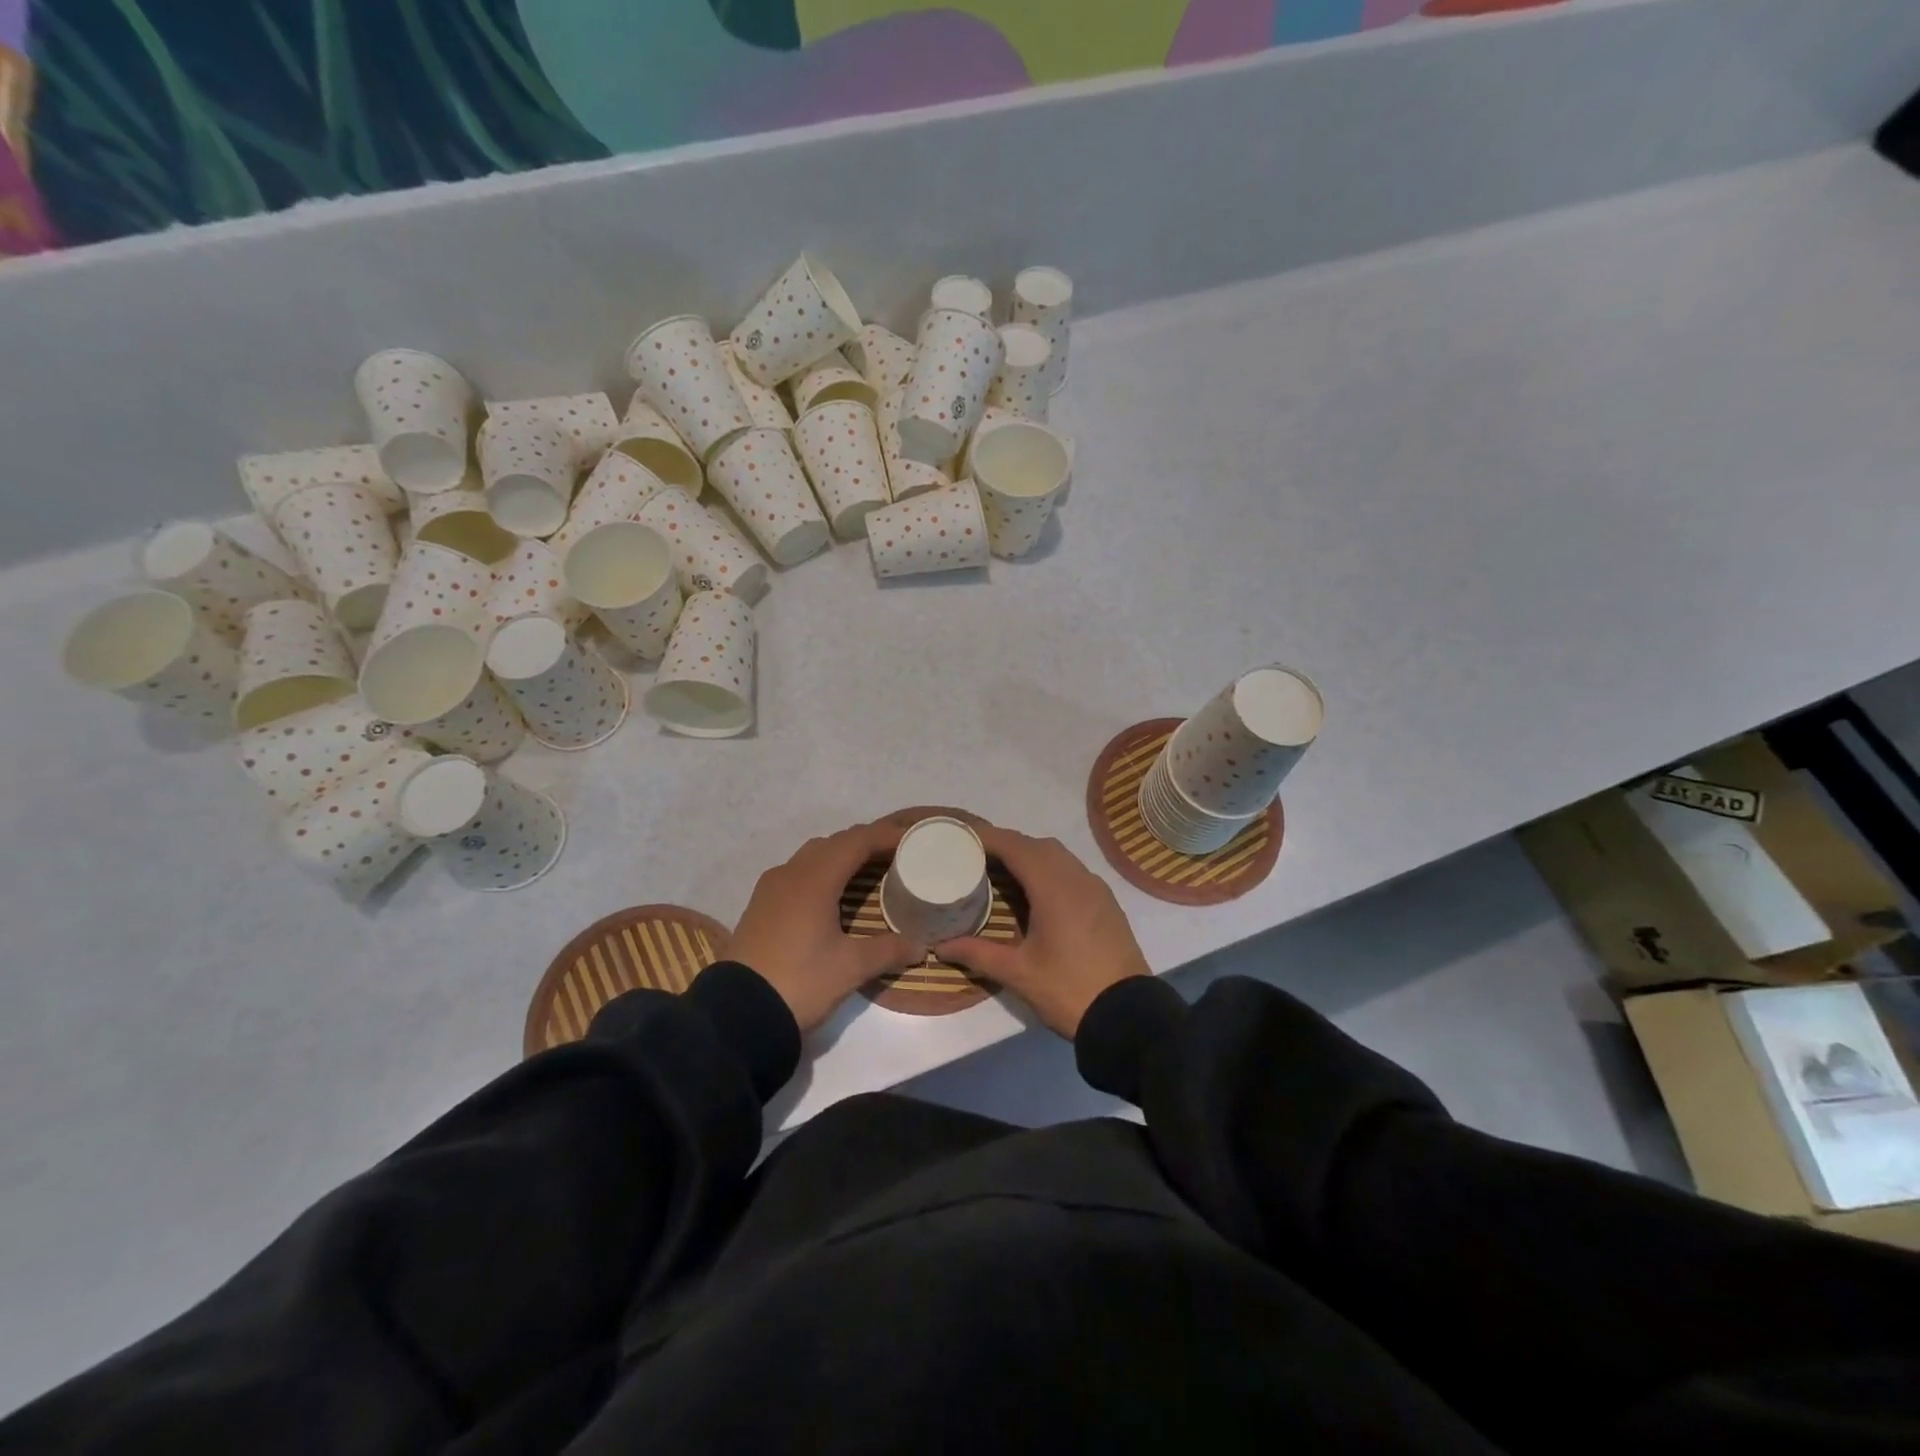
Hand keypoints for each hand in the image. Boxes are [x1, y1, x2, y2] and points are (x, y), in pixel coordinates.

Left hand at [730, 821, 924, 1033]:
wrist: (738, 1015)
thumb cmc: (800, 982)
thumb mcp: (851, 968)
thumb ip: (888, 950)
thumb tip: (919, 945)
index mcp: (815, 880)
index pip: (855, 841)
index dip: (884, 836)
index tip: (910, 839)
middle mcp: (790, 874)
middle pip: (833, 843)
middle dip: (864, 843)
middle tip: (894, 855)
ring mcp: (770, 889)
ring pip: (811, 857)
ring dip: (839, 856)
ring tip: (866, 872)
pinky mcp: (759, 907)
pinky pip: (796, 874)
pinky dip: (820, 873)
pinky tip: (830, 897)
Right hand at [938, 826, 1149, 1038]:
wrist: (1129, 1016)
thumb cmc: (1069, 990)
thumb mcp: (1018, 973)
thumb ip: (978, 953)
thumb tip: (941, 946)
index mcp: (1054, 888)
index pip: (1017, 846)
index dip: (989, 838)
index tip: (963, 838)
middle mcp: (1078, 878)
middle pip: (1039, 846)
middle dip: (1008, 845)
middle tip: (978, 858)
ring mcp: (1097, 890)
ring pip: (1060, 857)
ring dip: (1031, 856)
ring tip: (1003, 874)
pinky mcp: (1107, 904)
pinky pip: (1074, 872)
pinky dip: (1050, 871)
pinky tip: (1036, 895)